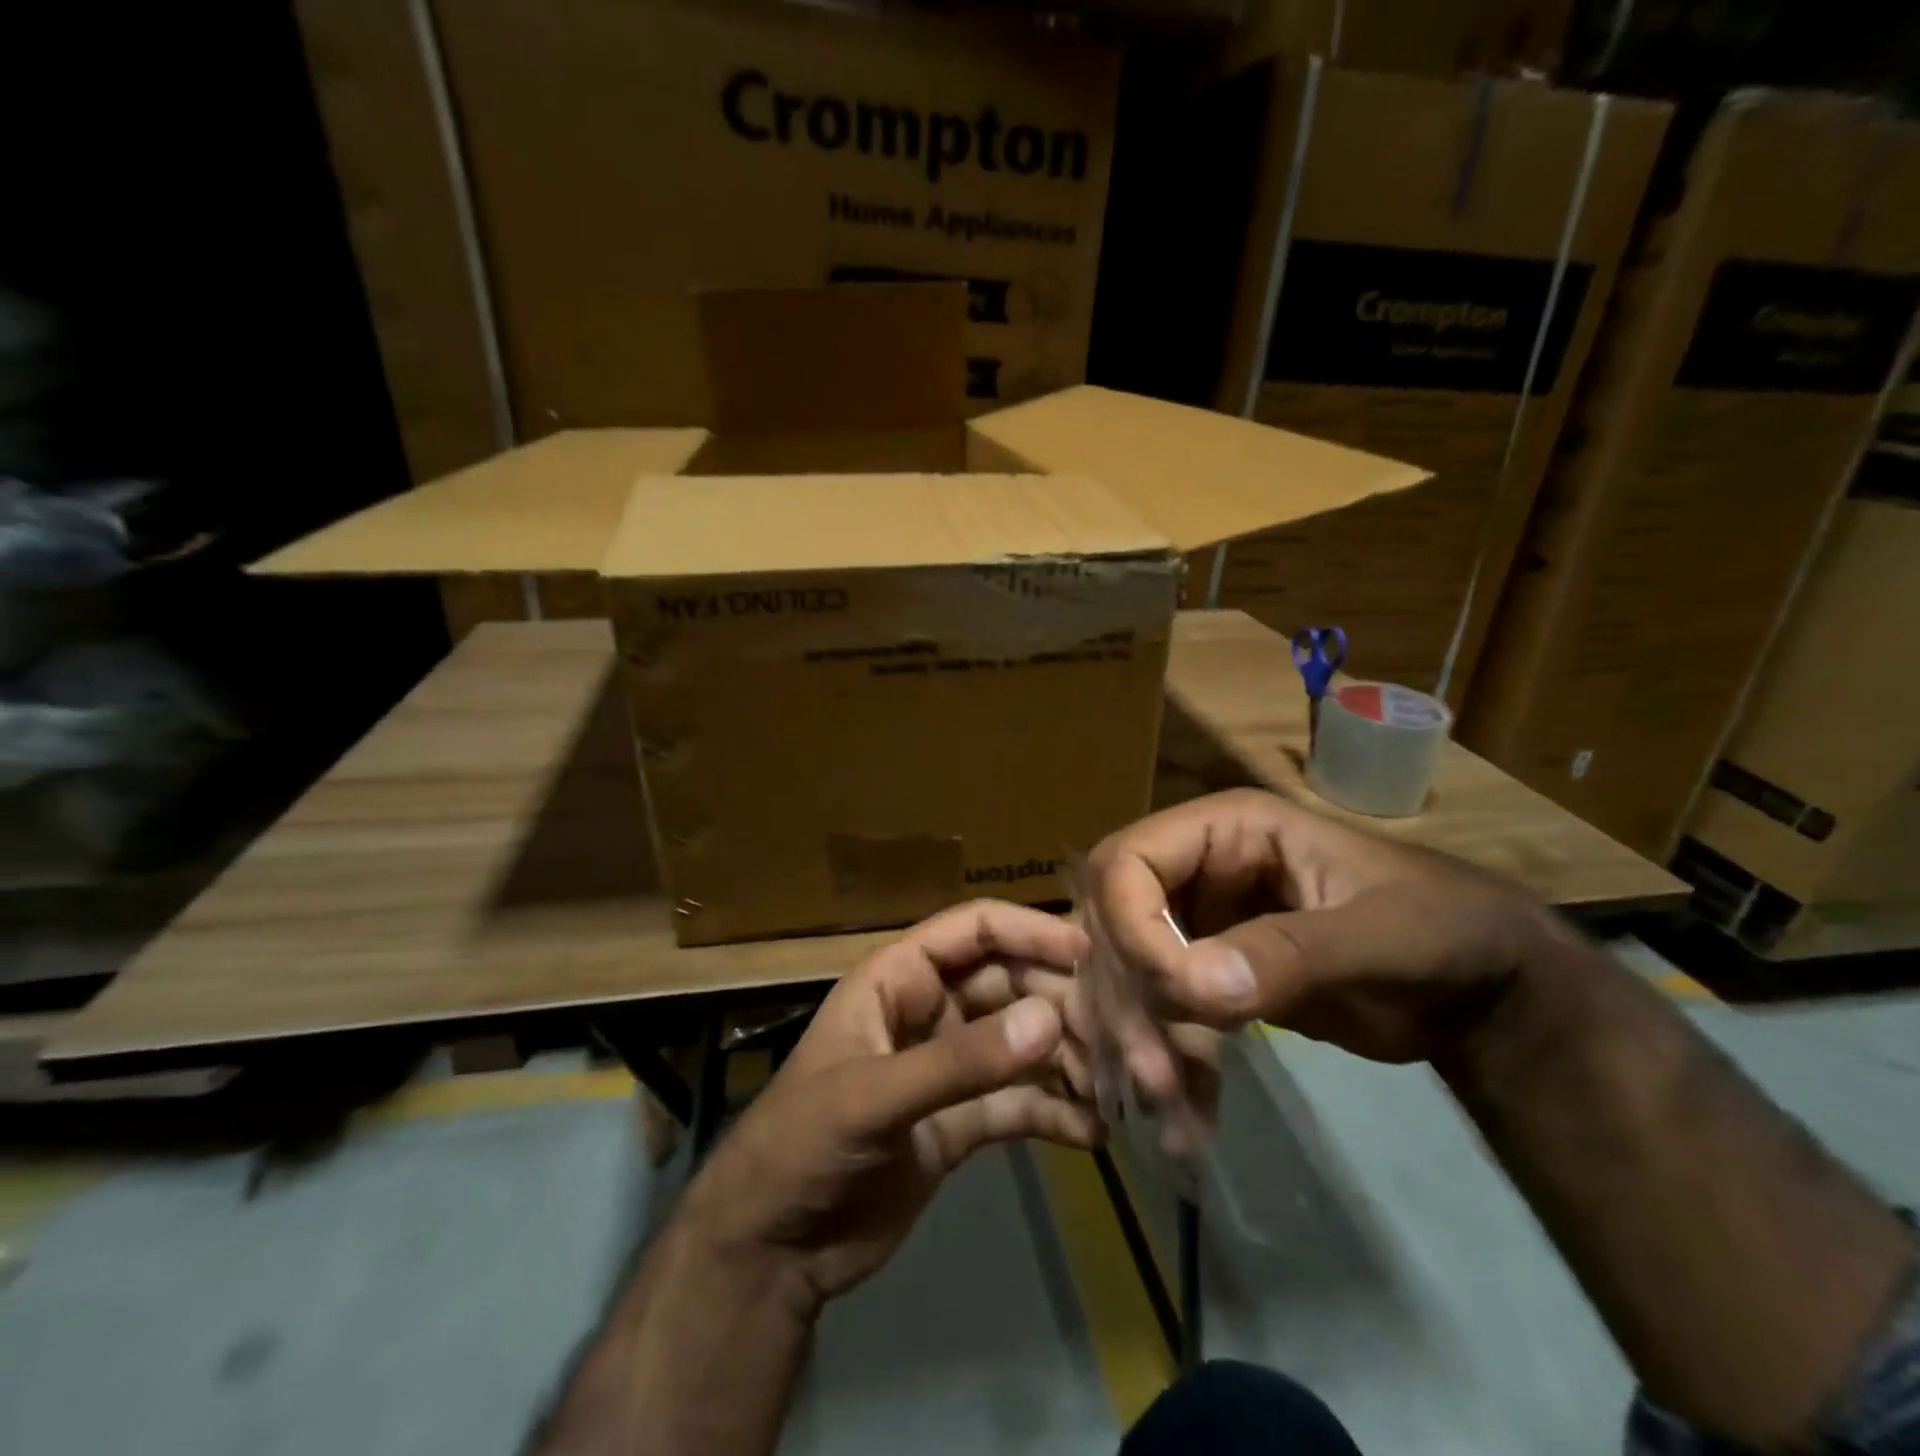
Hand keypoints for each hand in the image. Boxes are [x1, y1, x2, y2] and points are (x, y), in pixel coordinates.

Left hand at [680, 900, 1098, 1313]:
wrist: (769, 1251)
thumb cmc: (801, 1145)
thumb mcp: (872, 1097)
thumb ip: (960, 1062)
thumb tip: (1049, 1018)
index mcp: (898, 978)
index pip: (974, 930)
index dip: (1029, 931)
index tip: (1088, 952)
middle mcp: (930, 1010)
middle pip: (1008, 984)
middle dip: (1058, 1003)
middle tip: (1115, 1032)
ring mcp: (948, 1067)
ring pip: (1021, 1043)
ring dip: (1066, 1058)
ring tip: (1114, 1085)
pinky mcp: (961, 1123)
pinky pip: (1018, 1104)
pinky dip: (1054, 1112)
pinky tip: (1091, 1133)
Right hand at [1085, 788, 1558, 1092]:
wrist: (1476, 991)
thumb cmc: (1442, 933)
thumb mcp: (1380, 937)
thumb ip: (1292, 953)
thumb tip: (1197, 987)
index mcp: (1225, 830)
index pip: (1126, 862)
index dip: (1129, 926)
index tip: (1171, 999)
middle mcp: (1193, 869)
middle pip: (1110, 922)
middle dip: (1127, 998)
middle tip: (1154, 1080)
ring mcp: (1194, 922)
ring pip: (1122, 972)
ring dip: (1134, 1039)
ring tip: (1169, 1108)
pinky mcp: (1202, 974)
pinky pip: (1154, 1011)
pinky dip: (1161, 1060)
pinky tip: (1185, 1115)